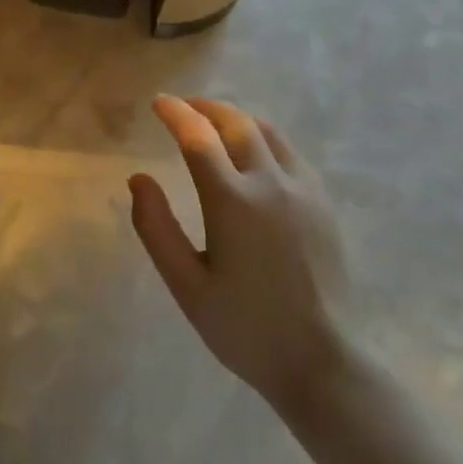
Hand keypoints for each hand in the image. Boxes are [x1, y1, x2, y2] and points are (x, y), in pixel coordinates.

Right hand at [129, 95, 351, 413]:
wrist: (322, 361)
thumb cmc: (245, 328)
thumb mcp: (186, 285)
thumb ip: (156, 227)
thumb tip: (138, 178)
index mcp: (232, 202)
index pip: (198, 137)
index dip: (175, 113)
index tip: (158, 102)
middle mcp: (270, 184)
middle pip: (236, 123)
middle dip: (206, 108)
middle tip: (183, 108)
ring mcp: (303, 190)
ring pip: (268, 132)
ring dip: (236, 118)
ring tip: (215, 123)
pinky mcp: (323, 203)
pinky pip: (290, 152)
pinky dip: (264, 138)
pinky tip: (255, 154)